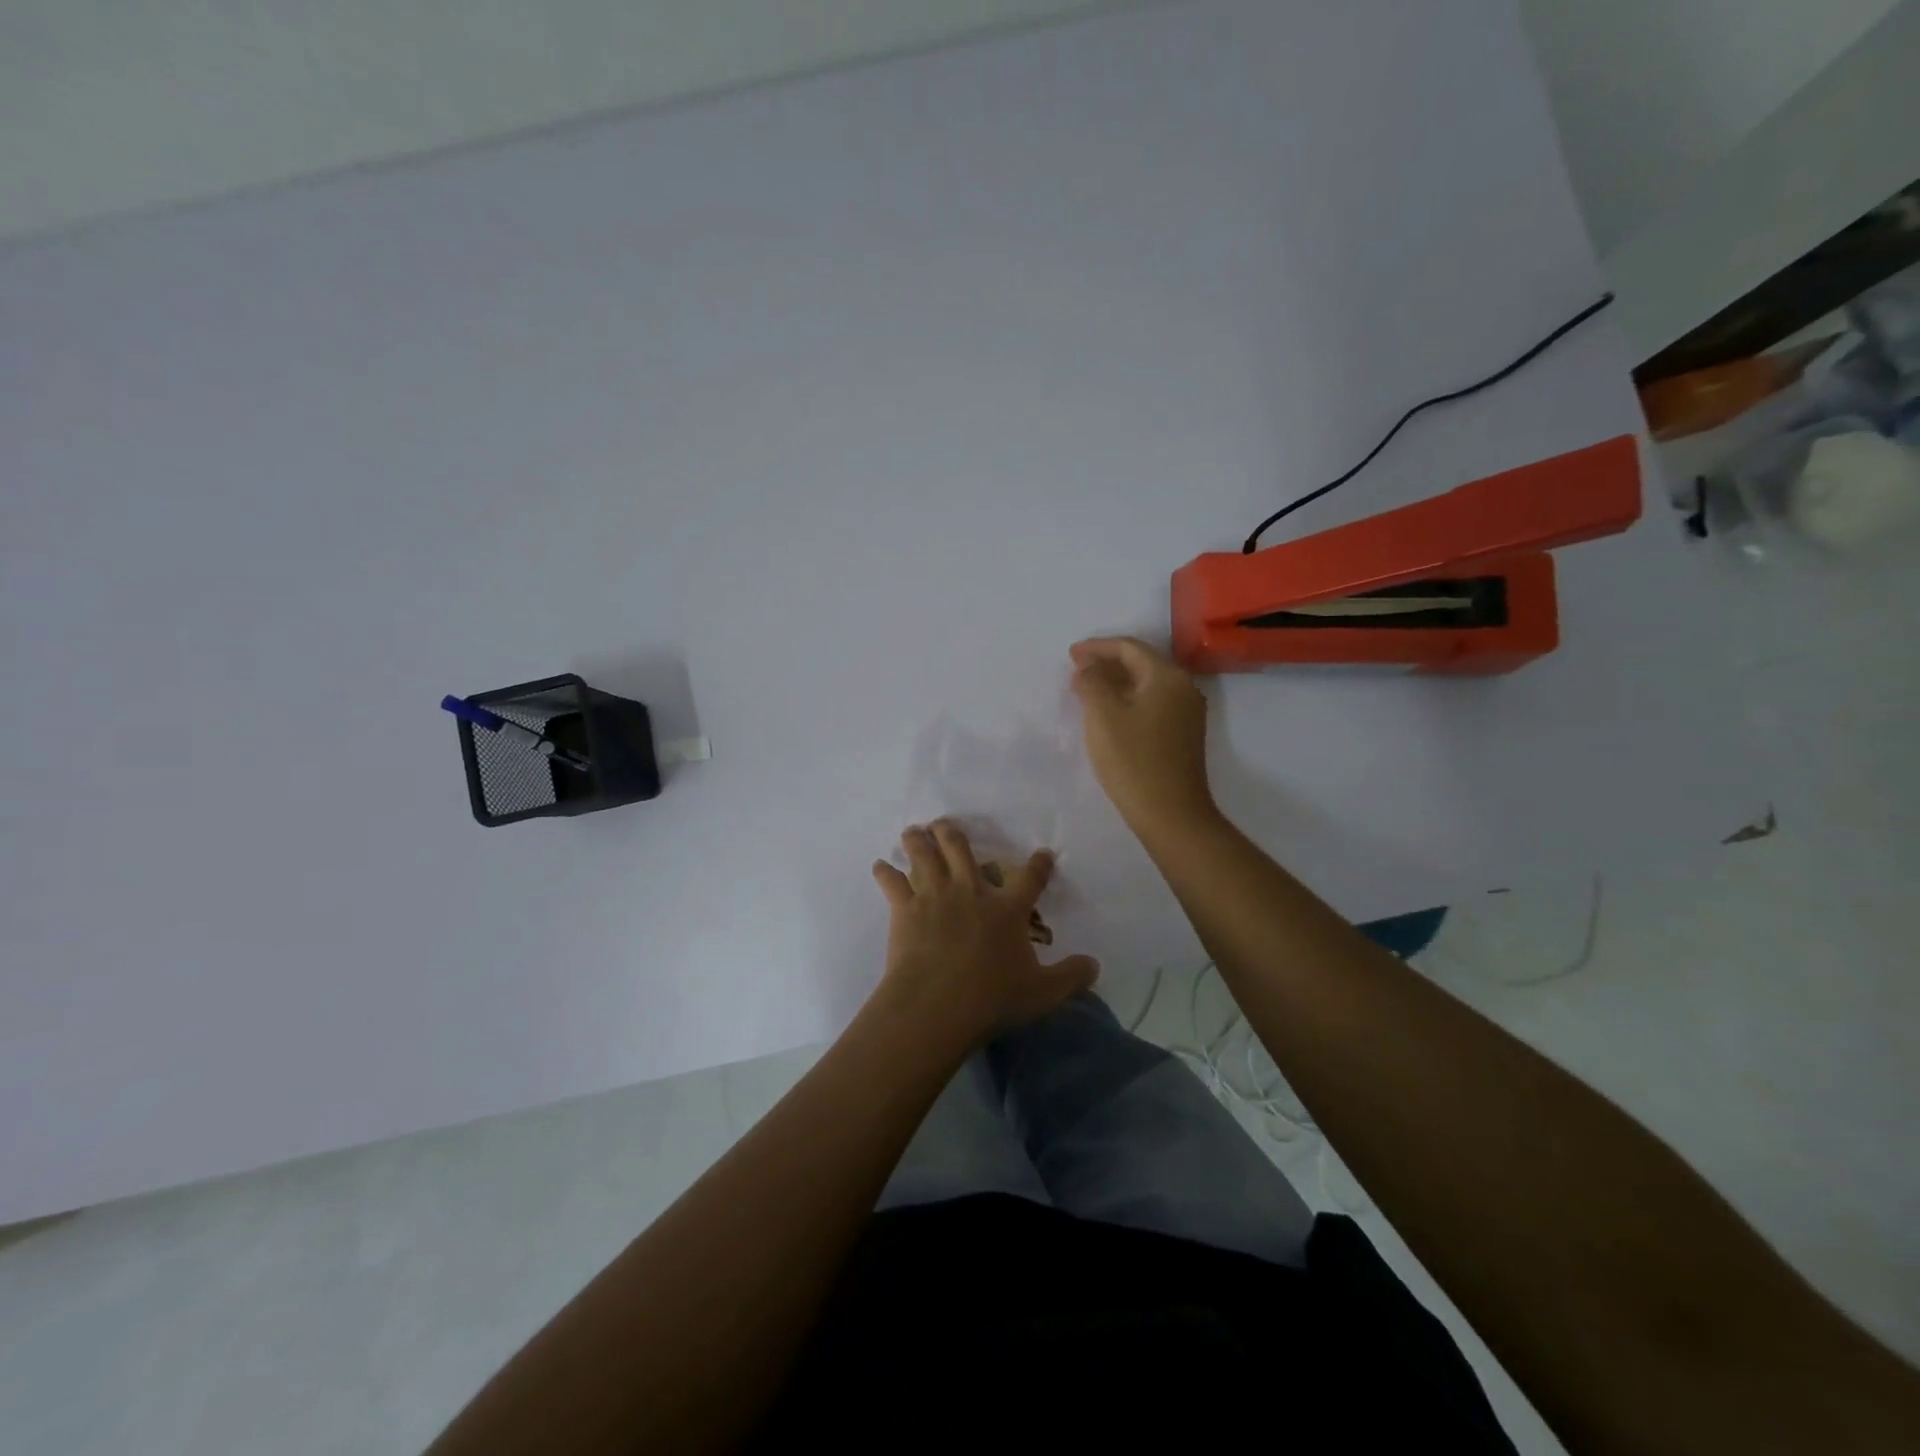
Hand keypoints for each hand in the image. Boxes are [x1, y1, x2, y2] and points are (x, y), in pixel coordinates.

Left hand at [871, 821, 1098, 1045]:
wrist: (937, 1006)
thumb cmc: (992, 999)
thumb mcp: (1043, 993)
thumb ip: (1071, 977)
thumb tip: (1095, 965)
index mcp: (1006, 909)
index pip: (1029, 878)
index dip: (1038, 864)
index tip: (1042, 852)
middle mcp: (970, 892)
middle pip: (961, 849)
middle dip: (953, 833)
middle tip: (945, 825)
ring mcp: (935, 896)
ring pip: (925, 855)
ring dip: (918, 840)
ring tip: (914, 831)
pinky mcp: (905, 909)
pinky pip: (892, 883)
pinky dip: (885, 873)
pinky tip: (879, 866)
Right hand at [1069, 636, 1216, 837]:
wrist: (1171, 814)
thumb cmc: (1134, 760)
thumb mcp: (1103, 716)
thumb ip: (1092, 683)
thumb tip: (1088, 668)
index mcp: (1167, 676)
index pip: (1129, 647)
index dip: (1097, 647)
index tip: (1070, 654)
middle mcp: (1183, 688)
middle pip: (1142, 662)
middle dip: (1107, 662)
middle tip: (1076, 668)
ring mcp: (1187, 712)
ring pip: (1147, 684)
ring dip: (1117, 682)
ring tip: (1087, 688)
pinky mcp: (1183, 734)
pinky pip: (1152, 703)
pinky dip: (1128, 699)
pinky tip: (1109, 712)